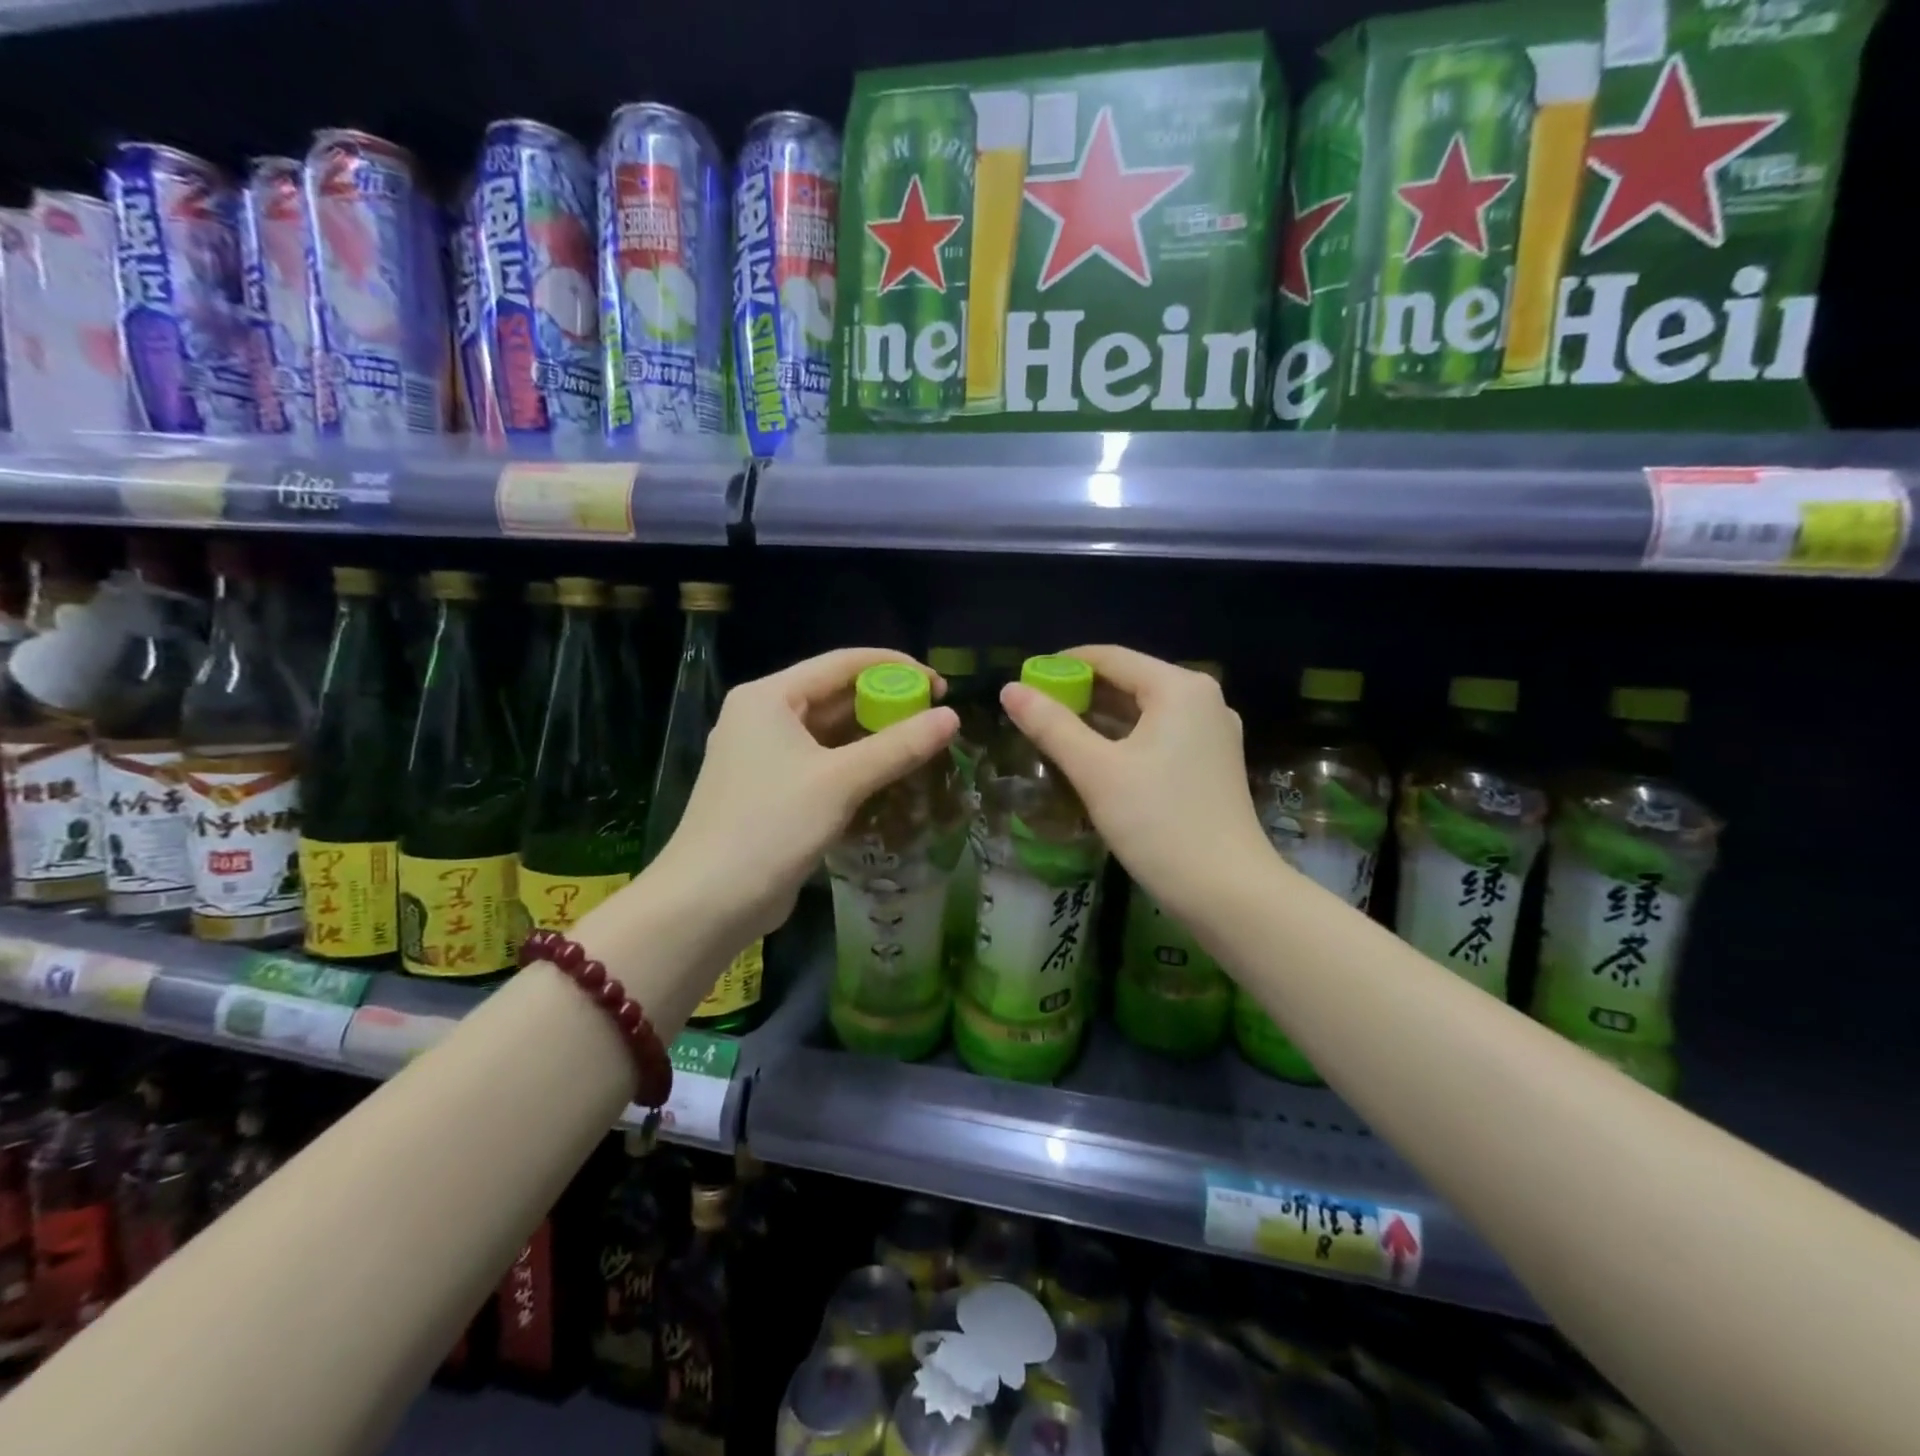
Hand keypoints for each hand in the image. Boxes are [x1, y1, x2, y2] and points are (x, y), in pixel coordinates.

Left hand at [651, 648, 958, 942]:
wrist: (707, 903)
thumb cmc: (770, 827)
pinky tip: (889, 777)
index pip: (842, 663)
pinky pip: (822, 764)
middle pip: (836, 696)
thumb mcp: (840, 782)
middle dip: (886, 704)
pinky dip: (855, 766)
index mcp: (769, 697)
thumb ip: (898, 747)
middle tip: (935, 720)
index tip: (940, 686)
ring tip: (921, 747)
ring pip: (830, 733)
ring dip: (873, 738)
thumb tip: (952, 718)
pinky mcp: (771, 791)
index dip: (895, 668)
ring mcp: (765, 756)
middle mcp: (764, 717)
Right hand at [1000, 645, 1270, 925]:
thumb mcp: (1096, 771)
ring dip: (1100, 718)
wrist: (1228, 892)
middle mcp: (1202, 699)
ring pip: (1144, 711)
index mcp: (1179, 688)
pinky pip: (1159, 735)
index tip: (1024, 682)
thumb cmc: (1159, 823)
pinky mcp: (1212, 763)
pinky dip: (1125, 739)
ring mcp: (1212, 732)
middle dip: (1080, 693)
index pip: (1110, 657)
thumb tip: (1009, 690)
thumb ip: (1051, 726)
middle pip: (1129, 681)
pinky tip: (1095, 757)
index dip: (1062, 664)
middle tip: (1033, 712)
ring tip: (1054, 733)